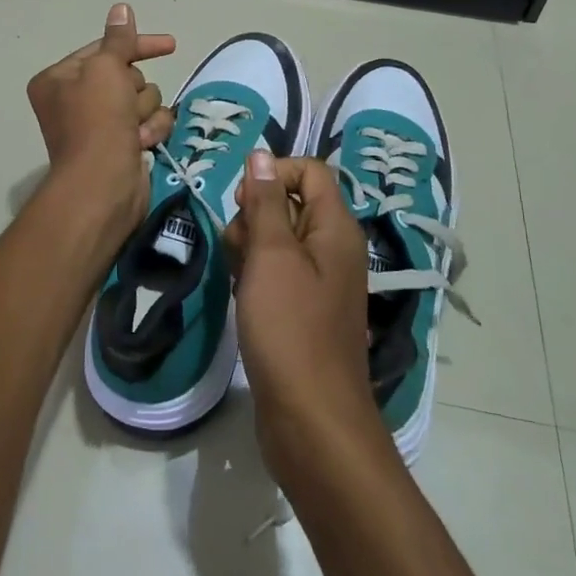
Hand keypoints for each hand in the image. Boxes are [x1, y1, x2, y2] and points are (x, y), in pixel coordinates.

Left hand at [25, 3, 175, 239]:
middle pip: (127, 76)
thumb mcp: (107, 69)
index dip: (137, 46)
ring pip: (143, 99)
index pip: (104, 49)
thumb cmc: (97, 121)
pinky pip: (149, 123)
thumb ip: (119, 39)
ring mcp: (99, 125)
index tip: (169, 44)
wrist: (102, 186)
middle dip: (135, 90)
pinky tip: (141, 144)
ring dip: (144, 112)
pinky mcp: (121, 145)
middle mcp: (76, 100)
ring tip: (133, 131)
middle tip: (126, 106)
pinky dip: (150, 131)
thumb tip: (121, 8)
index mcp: (60, 79)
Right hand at [226, 152, 389, 482]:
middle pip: (291, 203)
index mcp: (336, 228)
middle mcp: (334, 248)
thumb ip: (266, 202)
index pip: (309, 171)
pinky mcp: (304, 310)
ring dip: (250, 247)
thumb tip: (261, 155)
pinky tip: (243, 297)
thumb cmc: (290, 328)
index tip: (241, 201)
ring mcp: (320, 282)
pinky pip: (277, 273)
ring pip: (278, 239)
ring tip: (239, 278)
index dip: (273, 174)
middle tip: (239, 247)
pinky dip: (256, 276)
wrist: (311, 419)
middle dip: (255, 215)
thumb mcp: (272, 255)